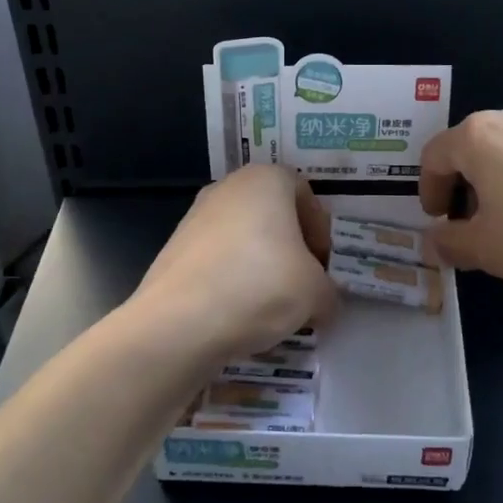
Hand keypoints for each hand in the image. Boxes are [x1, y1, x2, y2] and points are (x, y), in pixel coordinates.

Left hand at [130, 165, 336, 363]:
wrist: (179, 322)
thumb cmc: (260, 286)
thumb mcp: (316, 292)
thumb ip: (328, 292)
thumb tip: (324, 303)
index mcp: (266, 179)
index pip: (305, 194)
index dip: (320, 231)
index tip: (323, 266)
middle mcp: (228, 187)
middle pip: (273, 214)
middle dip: (291, 248)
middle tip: (302, 284)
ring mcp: (195, 216)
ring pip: (243, 237)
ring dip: (262, 265)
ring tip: (272, 305)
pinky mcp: (174, 249)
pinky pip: (217, 260)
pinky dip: (233, 279)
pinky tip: (240, 313)